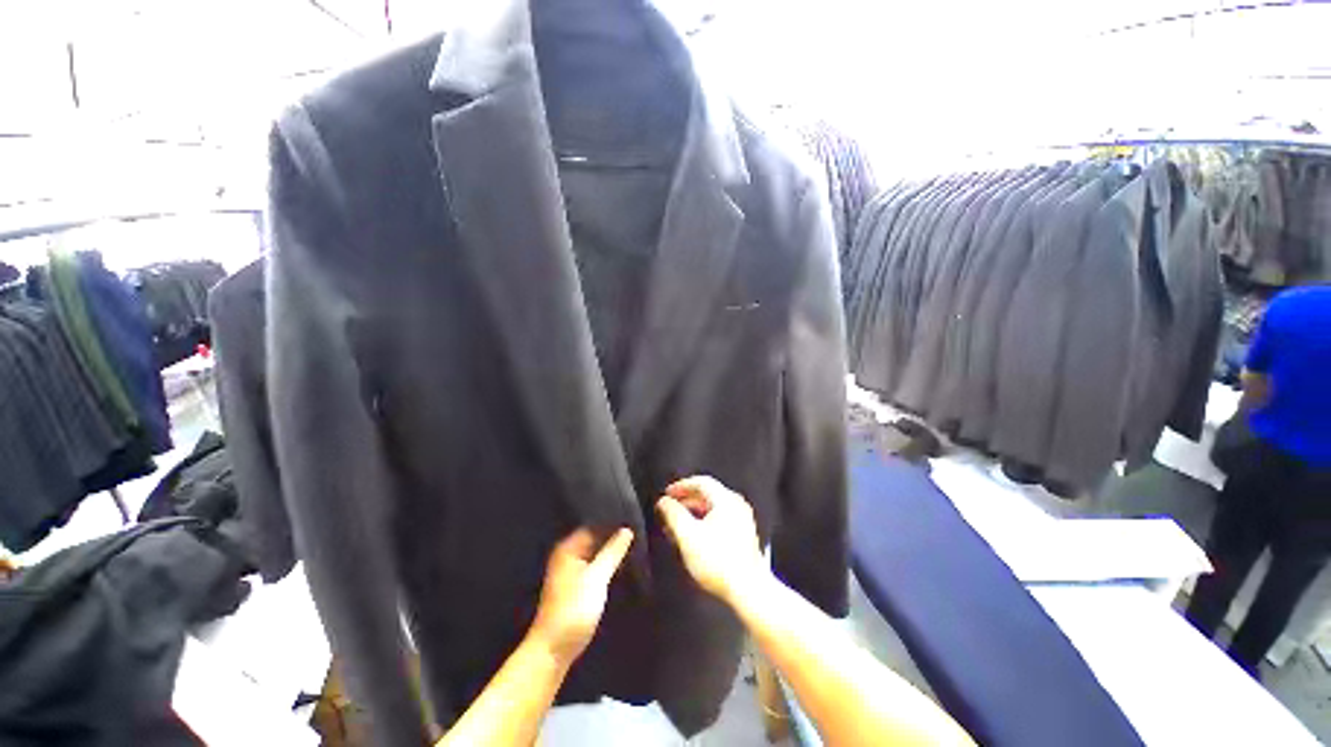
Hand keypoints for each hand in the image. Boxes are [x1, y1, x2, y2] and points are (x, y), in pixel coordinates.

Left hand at [529, 527, 633, 666]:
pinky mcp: (577, 584)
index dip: (612, 521)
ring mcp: (572, 569)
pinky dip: (607, 562)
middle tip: (638, 528)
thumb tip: (627, 530)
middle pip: (595, 537)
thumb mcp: (597, 578)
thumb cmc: (574, 610)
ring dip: (612, 549)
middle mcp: (568, 554)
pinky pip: (596, 564)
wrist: (554, 650)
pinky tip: (623, 561)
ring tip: (635, 542)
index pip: (593, 524)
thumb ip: (613, 552)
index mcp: (568, 548)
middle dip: (614, 535)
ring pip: (596, 552)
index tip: (633, 516)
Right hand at [656, 476, 768, 605]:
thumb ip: (673, 514)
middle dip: (686, 500)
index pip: (701, 482)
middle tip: (670, 508)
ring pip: (713, 507)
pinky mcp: (743, 534)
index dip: (681, 486)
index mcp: (726, 499)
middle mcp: (736, 505)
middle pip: (707, 494)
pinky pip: (720, 518)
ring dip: (694, 512)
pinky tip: (693, 536)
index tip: (667, 494)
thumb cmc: (718, 561)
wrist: (747, 589)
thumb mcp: (687, 535)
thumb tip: (664, 502)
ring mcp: (742, 519)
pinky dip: (704, 521)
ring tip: (678, 523)